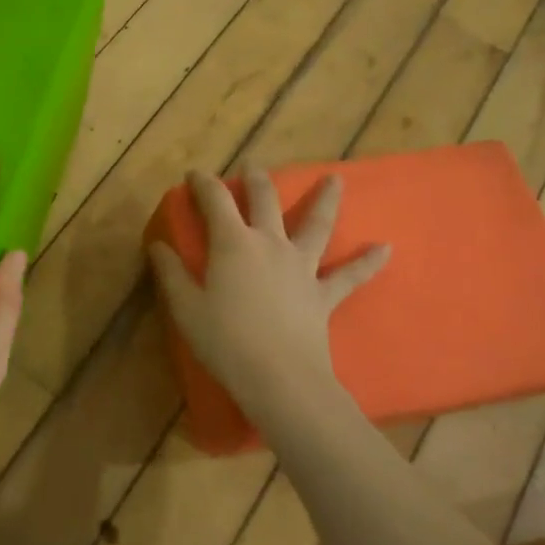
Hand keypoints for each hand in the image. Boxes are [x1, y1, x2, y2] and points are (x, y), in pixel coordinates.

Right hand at [148, 170, 388, 420]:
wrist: (279, 378)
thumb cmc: (224, 341)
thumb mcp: (185, 307)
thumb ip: (170, 272)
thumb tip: (158, 245)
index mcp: (233, 243)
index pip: (215, 200)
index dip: (202, 183)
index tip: (193, 175)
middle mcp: (270, 243)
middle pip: (265, 200)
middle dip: (256, 180)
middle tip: (253, 166)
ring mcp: (301, 266)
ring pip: (316, 225)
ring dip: (325, 200)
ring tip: (337, 180)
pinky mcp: (323, 294)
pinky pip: (350, 275)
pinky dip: (368, 262)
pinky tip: (386, 248)